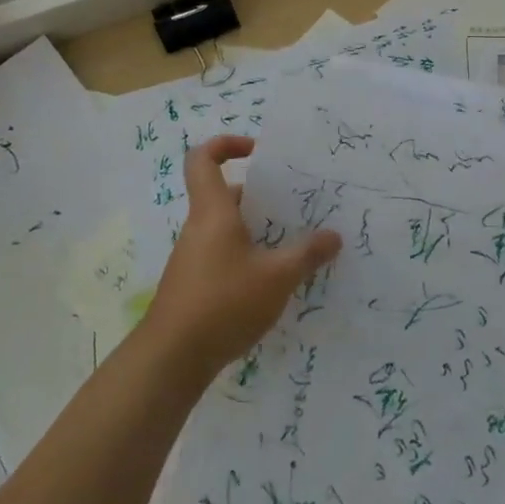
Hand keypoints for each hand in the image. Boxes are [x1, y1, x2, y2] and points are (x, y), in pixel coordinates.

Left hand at [143, 135, 341, 385]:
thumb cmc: (223, 303)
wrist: (171, 359)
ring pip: (228, 228)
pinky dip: (248, 257)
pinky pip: (225, 255)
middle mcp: (200, 228)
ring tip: (295, 245)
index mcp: (214, 212)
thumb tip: (333, 236)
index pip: (203, 159)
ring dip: (258, 231)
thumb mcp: (277, 277)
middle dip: (261, 197)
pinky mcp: (195, 285)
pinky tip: (274, 282)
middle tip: (296, 206)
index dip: (226, 144)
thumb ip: (307, 254)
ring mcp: (194, 258)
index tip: (257, 152)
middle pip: (226, 195)